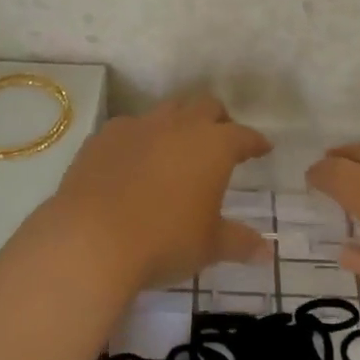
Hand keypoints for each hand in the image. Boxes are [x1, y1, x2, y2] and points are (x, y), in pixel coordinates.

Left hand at [42, 93, 271, 293]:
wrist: (91, 240)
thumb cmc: (164, 242)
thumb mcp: (208, 246)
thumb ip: (239, 242)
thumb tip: (268, 253)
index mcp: (213, 146)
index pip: (243, 135)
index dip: (255, 142)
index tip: (262, 148)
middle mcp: (179, 125)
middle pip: (206, 106)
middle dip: (218, 119)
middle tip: (221, 139)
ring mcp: (138, 126)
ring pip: (167, 110)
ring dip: (179, 123)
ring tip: (177, 148)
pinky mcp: (103, 136)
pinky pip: (129, 127)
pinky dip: (140, 139)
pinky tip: (134, 161)